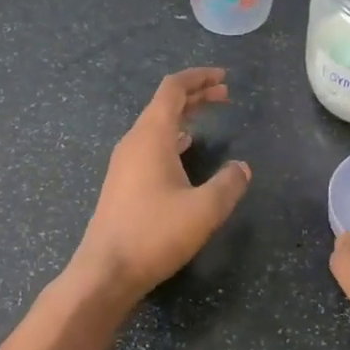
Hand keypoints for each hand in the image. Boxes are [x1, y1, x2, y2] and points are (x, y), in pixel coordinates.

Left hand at [71, 68, 251, 302]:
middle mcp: (134, 142)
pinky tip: (183, 152)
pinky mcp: (122, 183)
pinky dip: (171, 139)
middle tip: (225, 96)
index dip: (198, 78)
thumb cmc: (154, 234)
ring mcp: (124, 163)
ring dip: (183, 118)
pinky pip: (149, 146)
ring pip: (156, 126)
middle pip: (164, 104)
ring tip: (207, 120)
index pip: (173, 89)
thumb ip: (229, 184)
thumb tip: (242, 168)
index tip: (223, 78)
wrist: (106, 271)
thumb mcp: (204, 209)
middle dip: (195, 96)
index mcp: (151, 137)